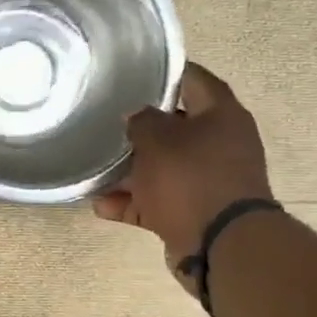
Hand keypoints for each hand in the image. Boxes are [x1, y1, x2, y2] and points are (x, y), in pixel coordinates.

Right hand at [93, 63, 273, 290]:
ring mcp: (208, 181)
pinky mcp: (194, 212)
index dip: (164, 72)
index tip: (134, 72)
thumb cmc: (190, 178)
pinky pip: (157, 201)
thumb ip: (141, 121)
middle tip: (106, 123)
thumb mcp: (157, 140)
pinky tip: (101, 206)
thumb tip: (135, 115)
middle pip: (175, 128)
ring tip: (96, 171)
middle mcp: (219, 144)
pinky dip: (132, 203)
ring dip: (129, 172)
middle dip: (140, 129)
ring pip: (162, 168)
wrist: (221, 245)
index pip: (193, 79)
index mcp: (221, 116)